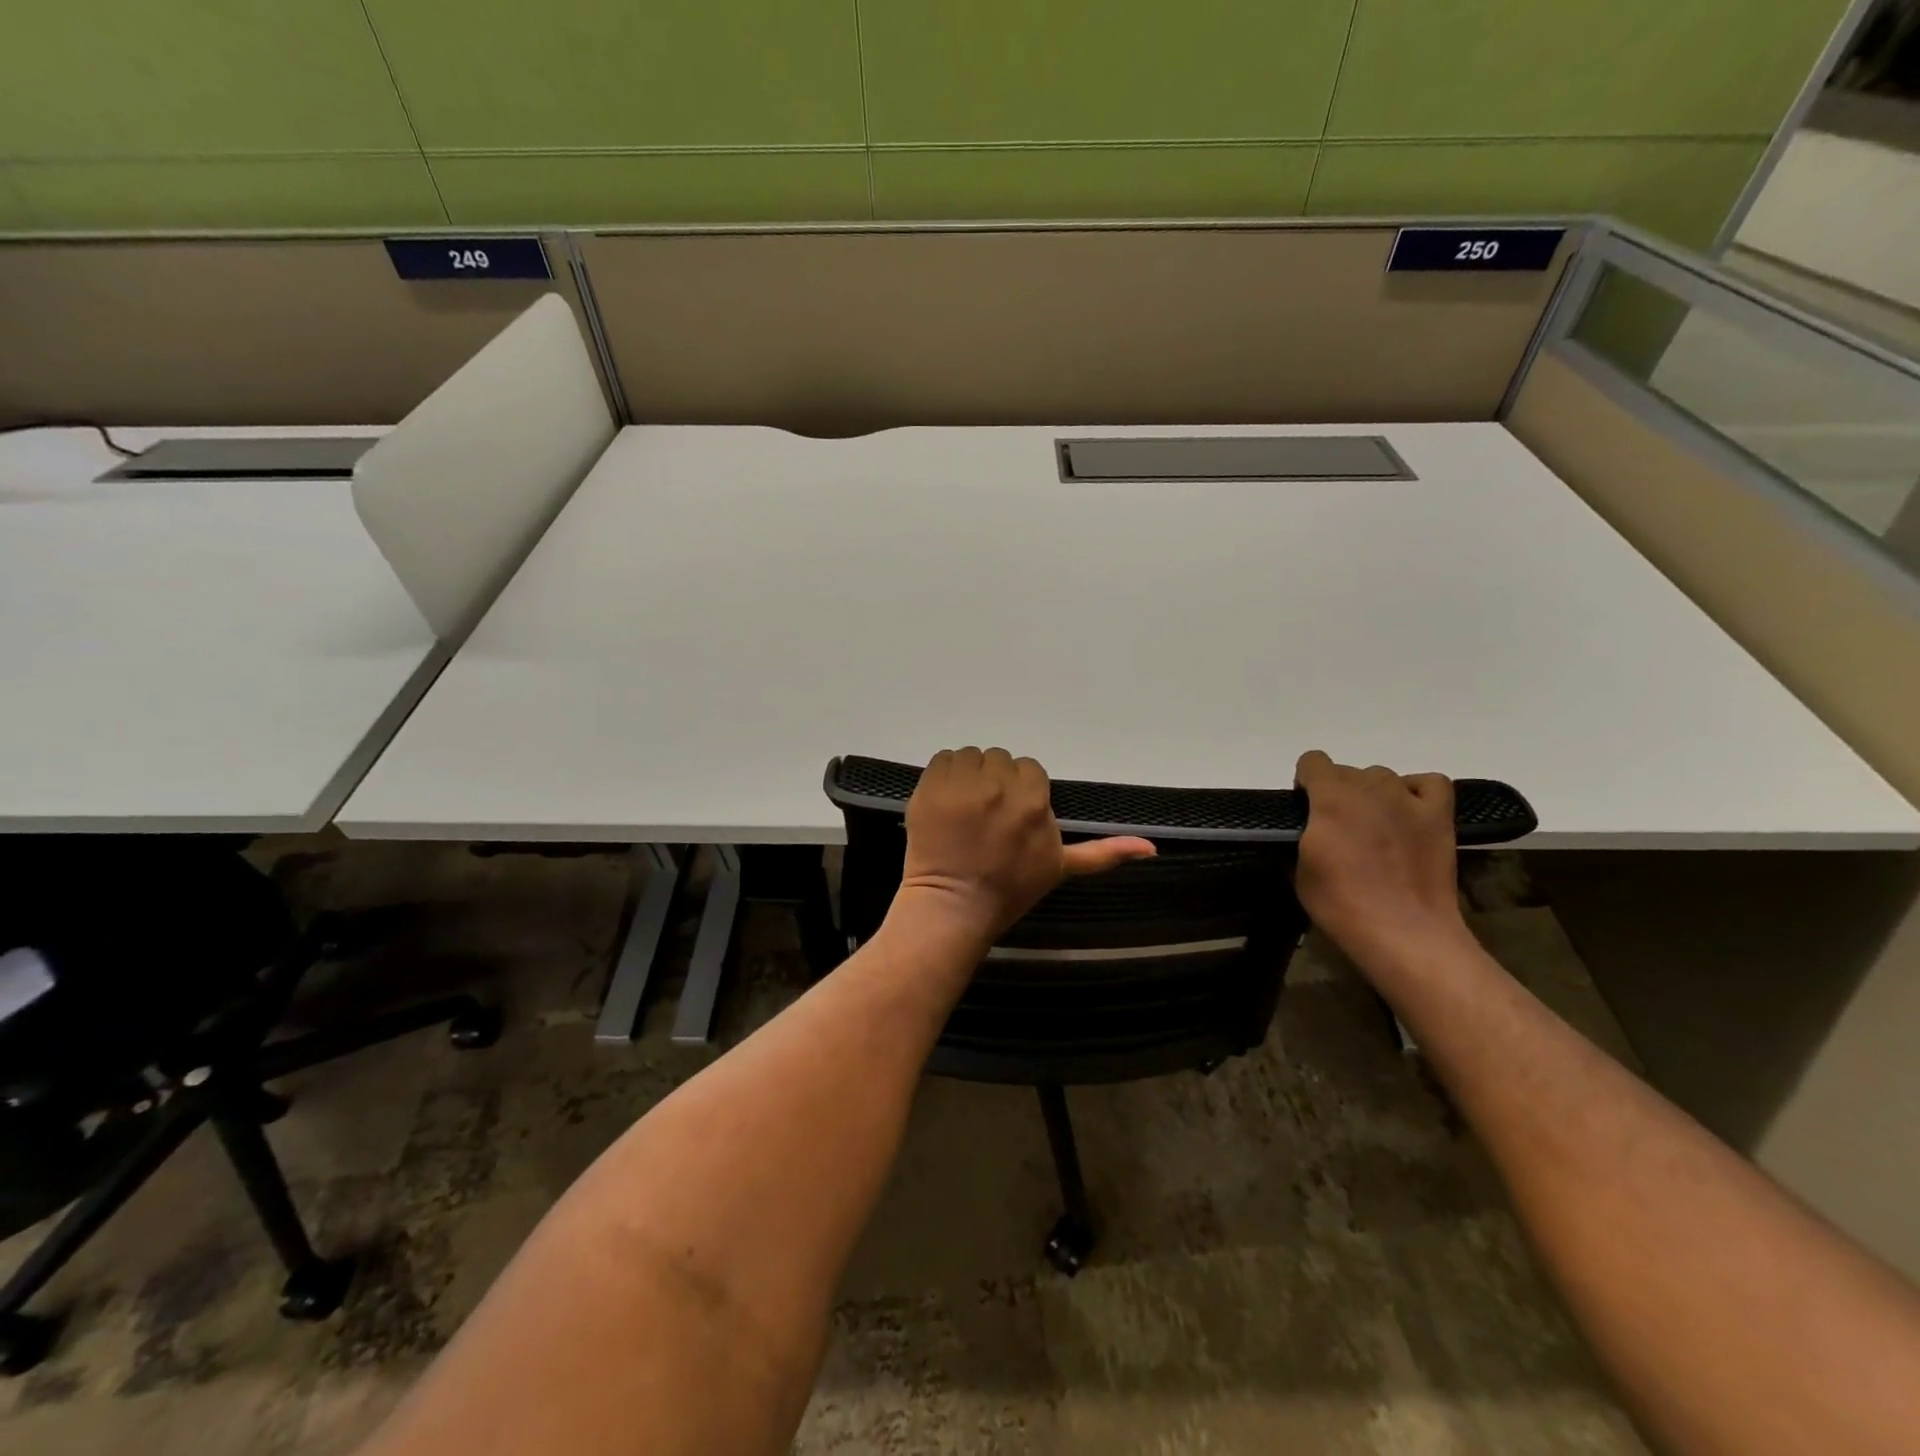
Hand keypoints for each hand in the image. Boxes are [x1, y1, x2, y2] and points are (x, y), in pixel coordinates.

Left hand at [894, 747, 1155, 948]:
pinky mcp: (930, 786)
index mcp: (1033, 800)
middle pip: (1000, 760)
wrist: (953, 906)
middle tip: (985, 815)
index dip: (1020, 791)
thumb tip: (1152, 847)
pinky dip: (944, 776)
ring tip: (964, 809)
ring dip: (969, 776)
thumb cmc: (1010, 890)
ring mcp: (961, 784)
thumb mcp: (1060, 868)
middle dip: (995, 782)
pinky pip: (943, 759)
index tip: (1009, 816)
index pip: (1029, 769)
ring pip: (971, 756)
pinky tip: (946, 803)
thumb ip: (1103, 852)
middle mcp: (998, 784)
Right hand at [1292, 750, 1470, 972]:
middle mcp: (1369, 788)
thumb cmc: (1342, 904)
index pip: (1312, 761)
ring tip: (1375, 826)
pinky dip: (1416, 790)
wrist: (1404, 932)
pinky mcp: (1438, 816)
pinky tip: (1408, 811)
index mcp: (1330, 798)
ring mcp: (1408, 799)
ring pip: (1383, 776)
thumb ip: (1301, 836)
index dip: (1305, 783)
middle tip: (1338, 829)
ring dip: (1372, 794)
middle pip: (1347, 771)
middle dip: (1337, 792)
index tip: (1306, 810)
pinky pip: (1429, 783)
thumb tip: (1306, 830)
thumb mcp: (1299, 870)